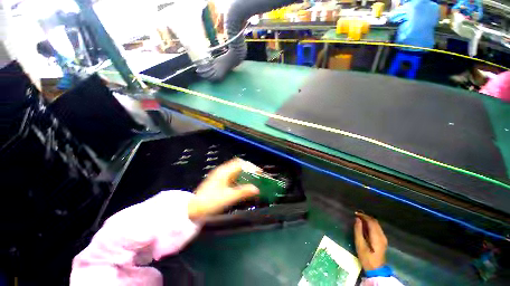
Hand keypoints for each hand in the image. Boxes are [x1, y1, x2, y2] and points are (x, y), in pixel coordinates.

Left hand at [187, 158, 259, 219]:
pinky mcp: (218, 180)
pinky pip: (232, 174)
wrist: (193, 209)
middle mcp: (222, 170)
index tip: (259, 172)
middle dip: (249, 168)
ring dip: (244, 172)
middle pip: (238, 164)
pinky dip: (239, 177)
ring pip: (235, 169)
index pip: (240, 163)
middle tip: (257, 175)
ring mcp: (219, 175)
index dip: (251, 166)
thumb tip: (257, 189)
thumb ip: (243, 192)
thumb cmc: (210, 202)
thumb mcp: (228, 198)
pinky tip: (242, 184)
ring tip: (252, 179)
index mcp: (224, 171)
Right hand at [354, 212, 387, 270]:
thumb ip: (358, 230)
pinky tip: (365, 226)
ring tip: (359, 219)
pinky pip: (377, 228)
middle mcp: (382, 235)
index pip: (371, 221)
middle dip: (366, 217)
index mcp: (377, 236)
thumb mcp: (359, 244)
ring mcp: (383, 238)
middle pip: (375, 222)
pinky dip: (371, 225)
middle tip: (356, 215)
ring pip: (376, 224)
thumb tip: (357, 219)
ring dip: (368, 220)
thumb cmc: (366, 257)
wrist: (376, 269)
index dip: (363, 216)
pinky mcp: (383, 240)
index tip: (355, 213)